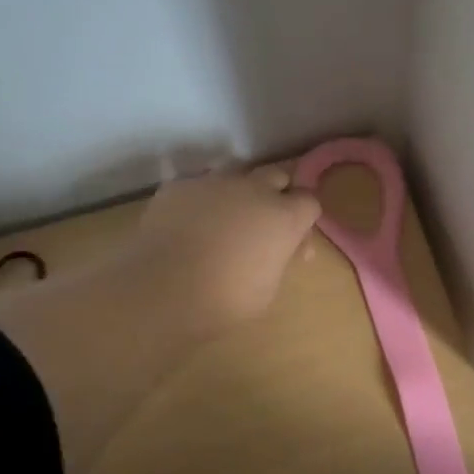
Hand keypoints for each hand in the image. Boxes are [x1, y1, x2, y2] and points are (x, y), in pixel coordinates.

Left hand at [131, 165, 321, 332]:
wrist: (163, 290)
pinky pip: (198, 185)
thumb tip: (278, 249)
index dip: (304, 219)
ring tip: (225, 218)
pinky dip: (201, 200)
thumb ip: (279, 259)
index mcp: (284, 217)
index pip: (310, 201)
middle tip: (265, 223)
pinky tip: (189, 223)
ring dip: (239, 191)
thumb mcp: (268, 288)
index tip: (294, 242)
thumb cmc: (226, 299)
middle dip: (277, 194)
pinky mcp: (180, 185)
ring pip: (236, 173)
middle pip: (277, 175)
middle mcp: (254, 189)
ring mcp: (215, 182)